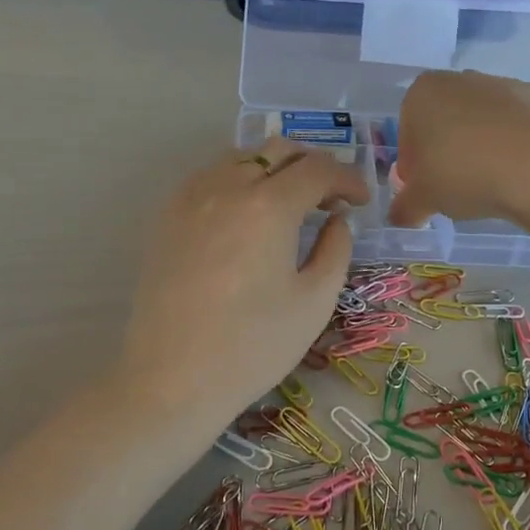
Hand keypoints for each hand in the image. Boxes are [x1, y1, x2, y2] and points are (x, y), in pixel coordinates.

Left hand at [118, 139, 368, 422]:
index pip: (318, 169)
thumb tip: (338, 220)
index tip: (361, 201)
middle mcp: (228, 187)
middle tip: (330, 198)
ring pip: (242, 156)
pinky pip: (210, 175)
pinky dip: (239, 178)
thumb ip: (336, 249)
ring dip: (274, 168)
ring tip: (289, 202)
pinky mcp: (168, 214)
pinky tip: (247, 213)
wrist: (171, 380)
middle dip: (313, 165)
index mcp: (269, 207)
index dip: (348, 178)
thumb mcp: (314, 301)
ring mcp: (191, 197)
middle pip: (279, 150)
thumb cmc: (253, 346)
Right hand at [387, 71, 529, 227]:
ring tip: (495, 182)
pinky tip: (529, 164)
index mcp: (424, 92)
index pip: (408, 130)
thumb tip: (399, 216)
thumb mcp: (423, 199)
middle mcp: (464, 79)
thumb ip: (405, 207)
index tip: (424, 190)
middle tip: (457, 188)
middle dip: (449, 149)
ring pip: (488, 117)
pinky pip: (528, 119)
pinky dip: (528, 136)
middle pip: (448, 119)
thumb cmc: (464, 174)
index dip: (413, 164)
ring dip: (486, 143)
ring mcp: (508, 83)